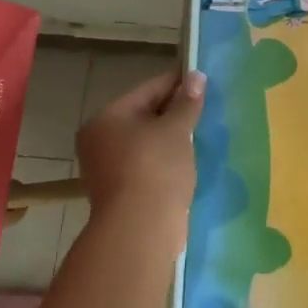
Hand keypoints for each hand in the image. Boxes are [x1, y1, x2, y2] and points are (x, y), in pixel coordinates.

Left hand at [74, 69, 204, 241]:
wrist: (140, 231)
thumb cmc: (155, 169)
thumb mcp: (176, 129)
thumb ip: (186, 102)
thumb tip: (196, 77)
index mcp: (107, 118)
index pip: (148, 89)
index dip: (178, 83)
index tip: (203, 79)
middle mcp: (100, 140)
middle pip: (145, 115)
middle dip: (175, 112)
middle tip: (207, 107)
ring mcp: (108, 168)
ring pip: (147, 142)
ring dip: (171, 138)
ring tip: (202, 132)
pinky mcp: (122, 192)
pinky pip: (148, 165)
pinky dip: (166, 160)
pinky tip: (189, 159)